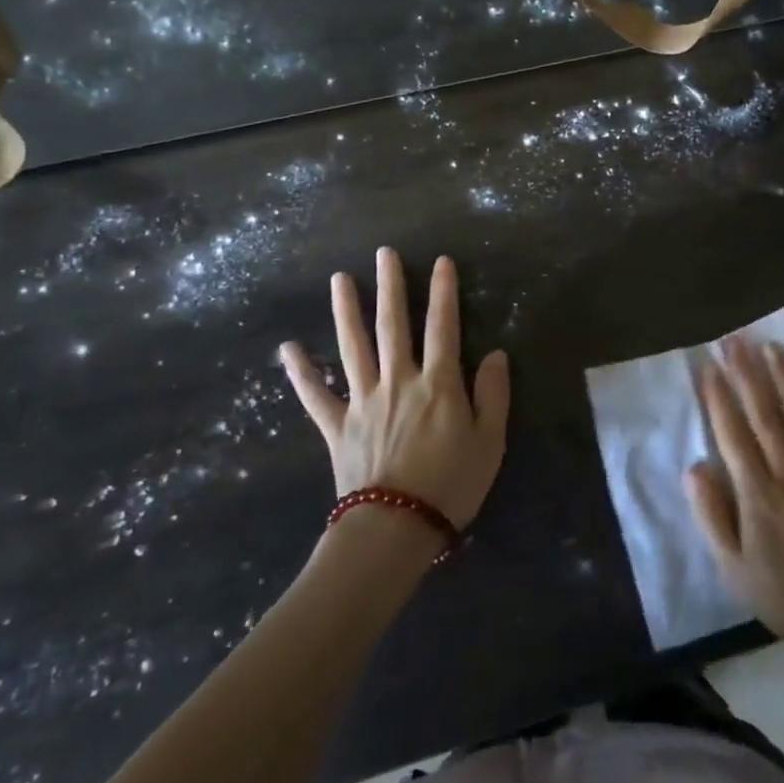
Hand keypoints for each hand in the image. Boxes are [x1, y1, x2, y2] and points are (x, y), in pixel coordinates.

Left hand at [280, 249, 509, 532]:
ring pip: (353, 347)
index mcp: (438, 383)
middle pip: (392, 325)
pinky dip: (301, 373)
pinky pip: (316, 396)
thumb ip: (493, 394)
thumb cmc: (452, 485)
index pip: (443, 326)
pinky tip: (288, 349)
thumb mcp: (491, 441)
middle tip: (383, 253)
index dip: (443, 292)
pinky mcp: (338, 427)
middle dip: (390, 287)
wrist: (396, 529)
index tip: (441, 262)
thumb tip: (494, 354)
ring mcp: (363, 401)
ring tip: (339, 280)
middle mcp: (398, 381)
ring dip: (346, 311)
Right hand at [686, 339, 783, 675]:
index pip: (733, 432)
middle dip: (748, 373)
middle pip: (766, 413)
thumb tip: (695, 467)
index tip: (708, 365)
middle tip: (736, 339)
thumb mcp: (734, 569)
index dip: (719, 396)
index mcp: (758, 494)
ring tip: (772, 347)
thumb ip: (712, 516)